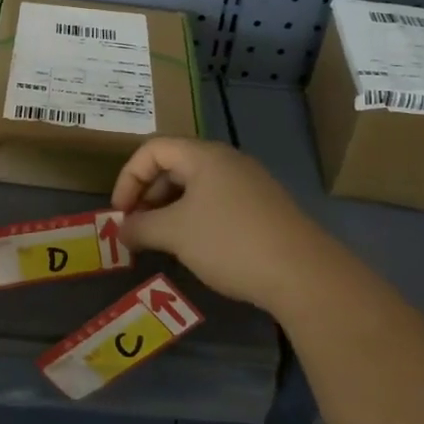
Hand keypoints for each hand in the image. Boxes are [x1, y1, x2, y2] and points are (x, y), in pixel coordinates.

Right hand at [112, 138, 348, 311]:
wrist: (302, 273)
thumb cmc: (229, 242)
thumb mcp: (175, 234)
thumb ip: (140, 227)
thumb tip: (121, 229)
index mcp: (204, 155)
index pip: (153, 149)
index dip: (128, 178)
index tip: (120, 213)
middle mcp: (227, 161)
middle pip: (174, 165)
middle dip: (148, 195)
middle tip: (137, 228)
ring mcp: (249, 183)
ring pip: (196, 186)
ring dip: (170, 209)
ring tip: (161, 241)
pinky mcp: (263, 207)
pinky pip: (217, 202)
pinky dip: (195, 218)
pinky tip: (195, 247)